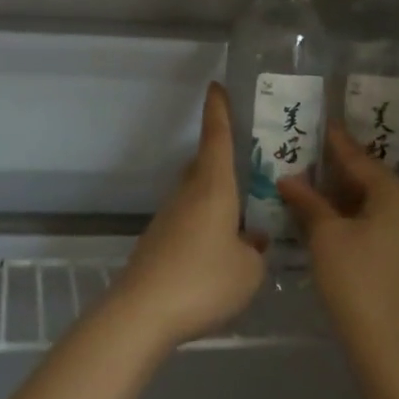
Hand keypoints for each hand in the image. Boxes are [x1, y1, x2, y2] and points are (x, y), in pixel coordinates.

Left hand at [113, 83, 264, 345]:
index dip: (218, 110)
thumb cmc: (203, 280)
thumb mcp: (248, 270)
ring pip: (197, 193)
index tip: (216, 86)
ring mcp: (169, 218)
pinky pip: (190, 219)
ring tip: (245, 213)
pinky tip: (222, 250)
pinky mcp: (159, 242)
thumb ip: (256, 250)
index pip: (216, 138)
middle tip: (251, 161)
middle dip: (223, 157)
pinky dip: (207, 222)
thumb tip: (252, 240)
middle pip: (204, 164)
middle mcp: (188, 194)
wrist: (142, 312)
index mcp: (213, 188)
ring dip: (218, 196)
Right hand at [279, 125, 398, 375]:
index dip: (335, 143)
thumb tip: (288, 179)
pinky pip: (385, 228)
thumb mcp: (326, 237)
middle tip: (307, 164)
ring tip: (314, 195)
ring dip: (347, 202)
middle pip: (372, 183)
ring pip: (378, 208)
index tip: (321, 124)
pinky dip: (360, 223)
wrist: (394, 349)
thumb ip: (308, 203)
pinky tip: (335, 229)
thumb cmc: (356, 282)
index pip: (359, 160)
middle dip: (338, 176)